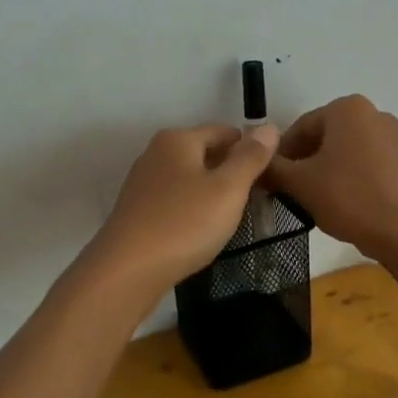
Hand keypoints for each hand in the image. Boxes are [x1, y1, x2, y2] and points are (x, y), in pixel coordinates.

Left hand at [85, 124, 280, 294]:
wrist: (127, 270)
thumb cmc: (183, 223)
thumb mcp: (228, 189)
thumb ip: (250, 157)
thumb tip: (268, 127)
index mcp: (178, 139)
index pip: (225, 132)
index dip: (251, 150)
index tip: (271, 177)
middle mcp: (156, 154)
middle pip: (205, 154)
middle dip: (231, 173)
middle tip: (257, 201)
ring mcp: (144, 183)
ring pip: (190, 179)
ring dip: (213, 194)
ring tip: (234, 219)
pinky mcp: (138, 211)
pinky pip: (176, 201)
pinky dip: (193, 211)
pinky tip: (203, 232)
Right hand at [264, 95, 397, 260]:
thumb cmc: (350, 198)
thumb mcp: (301, 184)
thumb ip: (272, 169)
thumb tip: (255, 166)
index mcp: (346, 108)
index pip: (299, 128)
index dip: (279, 155)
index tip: (270, 181)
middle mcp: (373, 113)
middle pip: (323, 138)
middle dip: (303, 163)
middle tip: (289, 192)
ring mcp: (394, 137)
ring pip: (344, 152)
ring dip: (325, 173)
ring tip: (314, 202)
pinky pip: (366, 164)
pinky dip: (349, 179)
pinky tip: (343, 205)